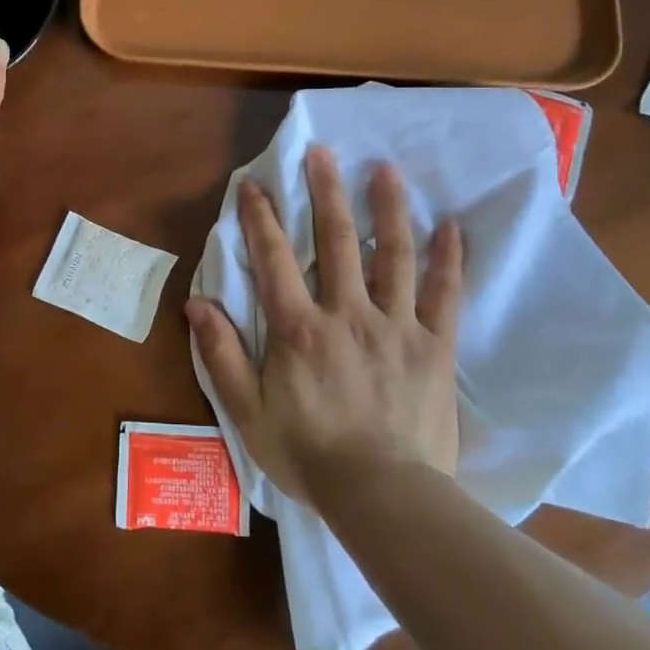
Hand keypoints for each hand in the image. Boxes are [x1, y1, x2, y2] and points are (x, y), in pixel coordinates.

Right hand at [188, 146, 464, 503]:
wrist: (384, 497)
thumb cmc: (309, 456)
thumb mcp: (248, 412)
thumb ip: (222, 355)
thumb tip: (198, 304)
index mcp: (299, 328)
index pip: (274, 259)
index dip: (260, 218)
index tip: (254, 183)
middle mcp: (347, 313)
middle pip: (336, 242)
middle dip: (326, 192)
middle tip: (323, 152)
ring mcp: (396, 326)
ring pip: (393, 256)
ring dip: (388, 209)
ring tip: (386, 171)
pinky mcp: (434, 346)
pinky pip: (444, 295)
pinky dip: (448, 259)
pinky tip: (451, 226)